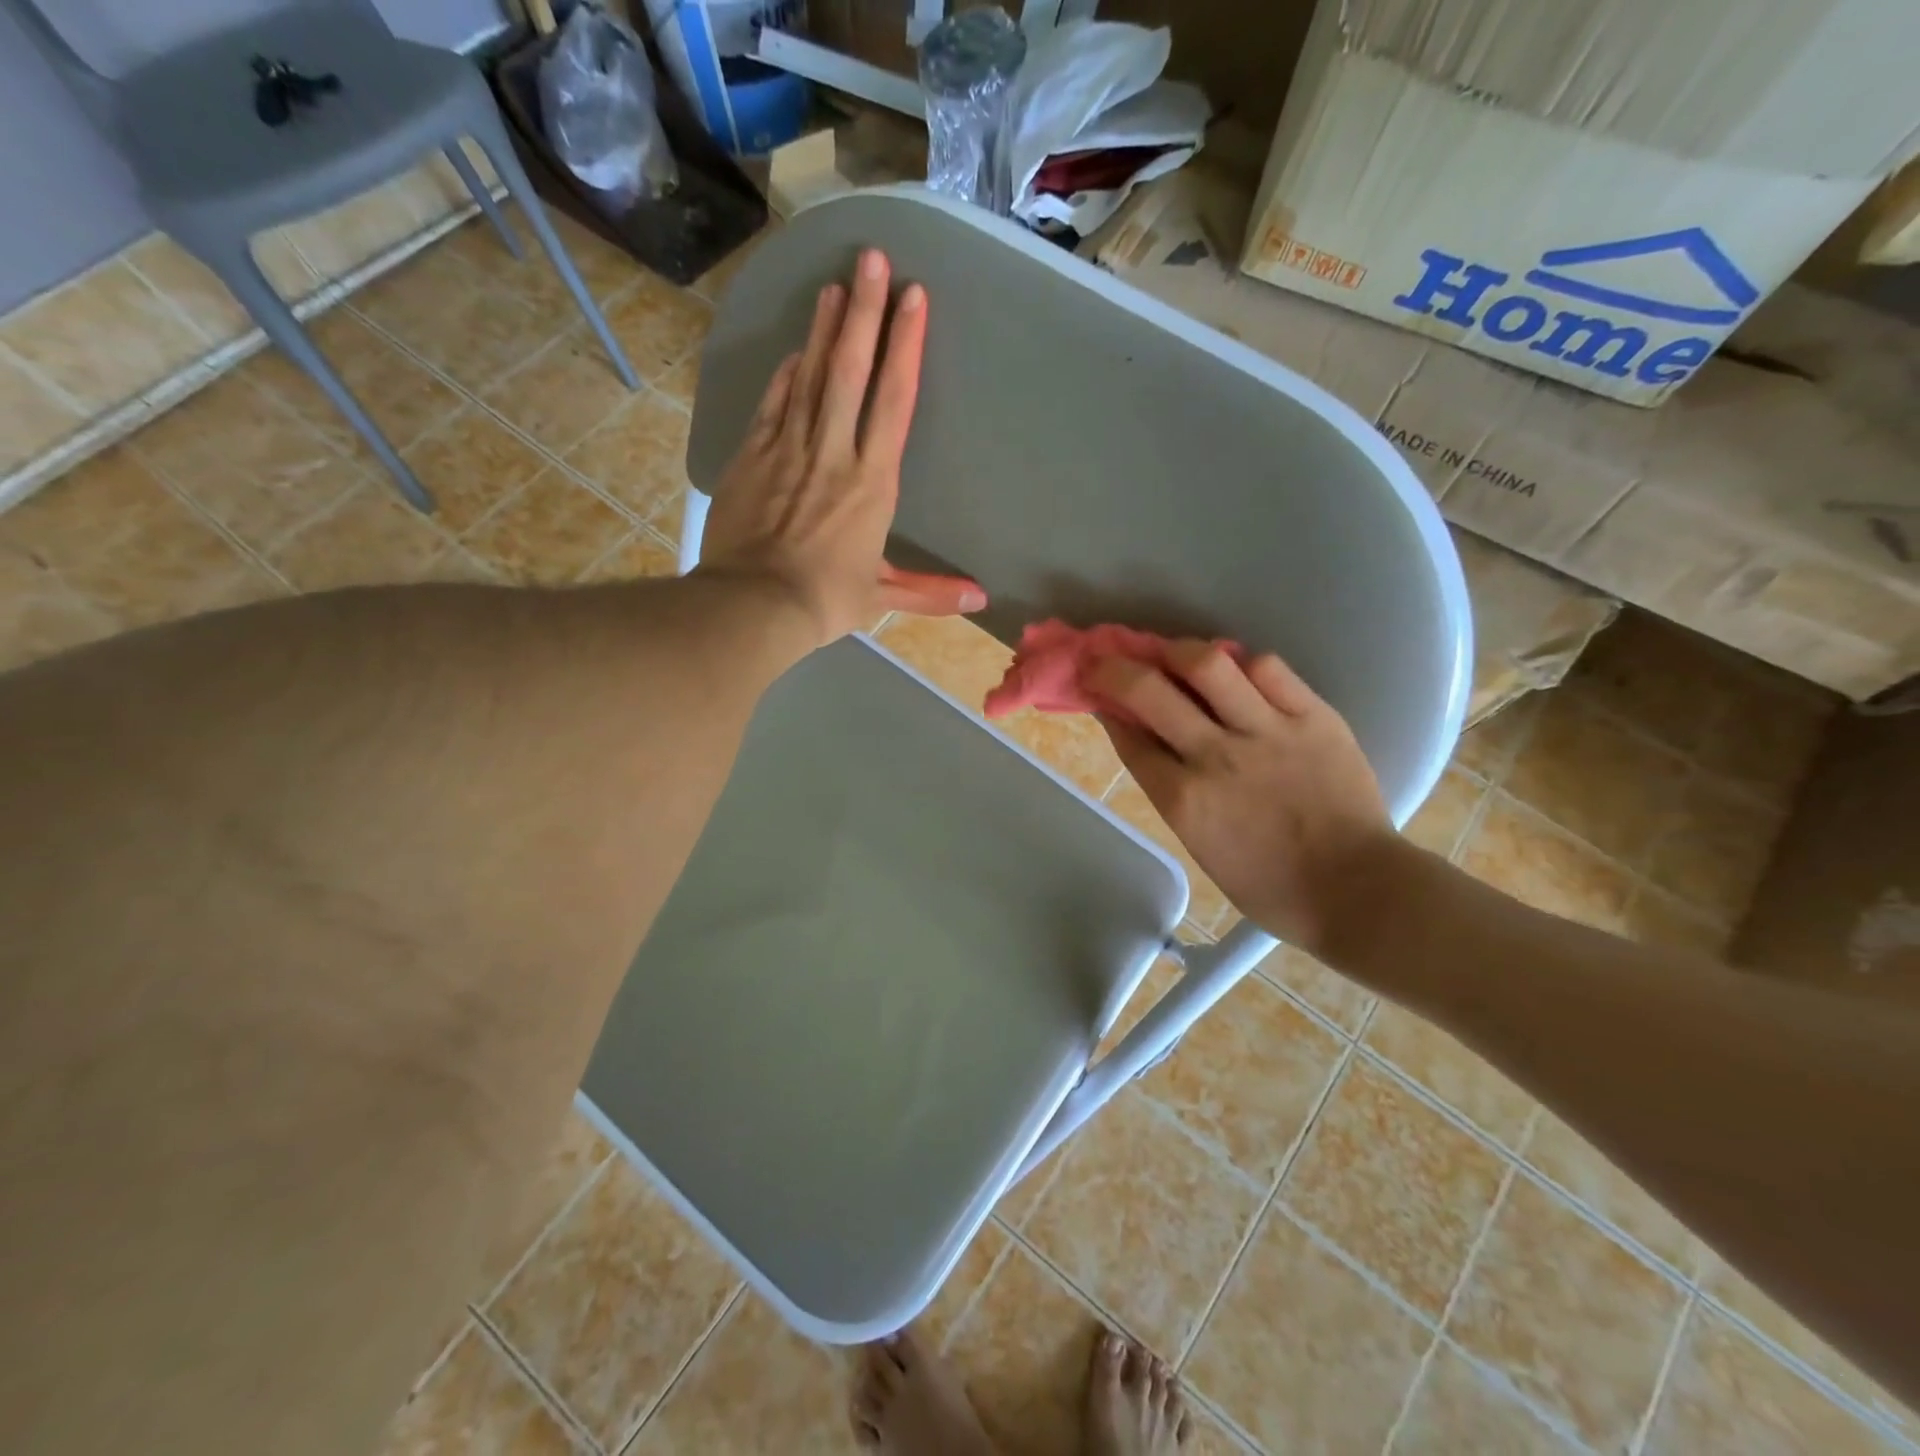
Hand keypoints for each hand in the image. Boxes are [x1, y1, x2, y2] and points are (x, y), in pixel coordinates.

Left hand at [698, 248, 984, 646]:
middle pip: (851, 370)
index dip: (905, 347)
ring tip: (835, 285)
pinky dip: (785, 374)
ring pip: (810, 376)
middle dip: (864, 312)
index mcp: (872, 482)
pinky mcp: (753, 455)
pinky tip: (795, 350)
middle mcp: (834, 452)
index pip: (894, 401)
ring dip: (824, 329)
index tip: (913, 298)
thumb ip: (932, 592)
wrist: (753, 604)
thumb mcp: (883, 596)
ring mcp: (789, 448)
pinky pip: (774, 403)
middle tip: (872, 258)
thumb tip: (981, 599)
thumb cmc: (825, 600)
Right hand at [1088, 642, 1396, 958]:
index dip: (1104, 706)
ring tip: (1172, 652)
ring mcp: (1266, 732)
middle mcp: (1215, 756)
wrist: (1355, 890)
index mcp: (1182, 799)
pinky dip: (1243, 663)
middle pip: (1148, 690)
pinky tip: (1237, 670)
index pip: (1128, 736)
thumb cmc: (1268, 883)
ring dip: (1176, 650)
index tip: (1096, 691)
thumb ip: (1170, 789)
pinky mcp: (1313, 717)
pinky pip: (1269, 669)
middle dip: (1114, 668)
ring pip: (1207, 664)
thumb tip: (1148, 743)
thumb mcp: (1199, 843)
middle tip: (1108, 658)